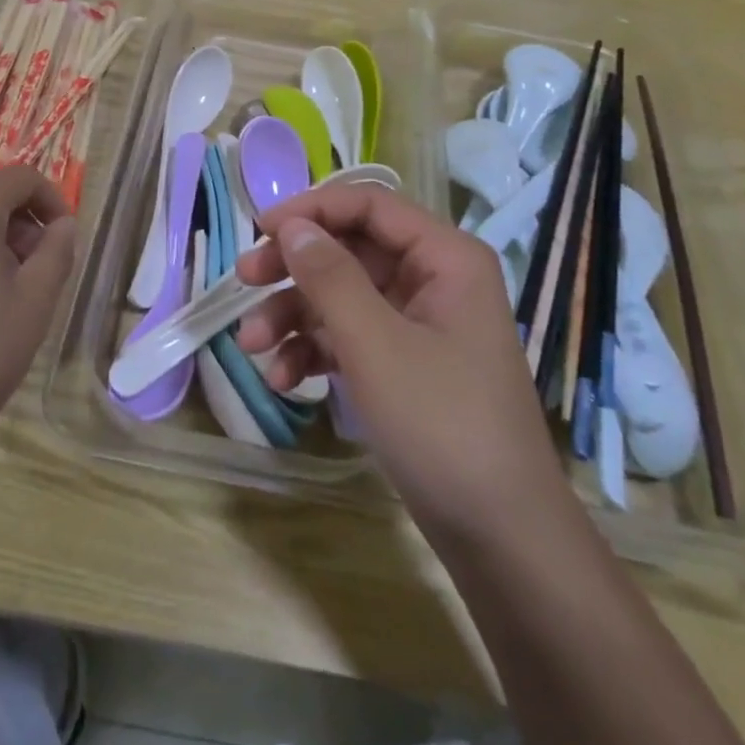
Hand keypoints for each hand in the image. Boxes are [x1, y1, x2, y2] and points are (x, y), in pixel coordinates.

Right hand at [235, 186, 565, 543]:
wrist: (502, 540)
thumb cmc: (443, 425)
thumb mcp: (375, 345)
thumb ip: (330, 277)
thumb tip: (292, 225)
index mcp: (445, 258)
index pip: (369, 204)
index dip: (312, 209)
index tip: (259, 230)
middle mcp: (433, 280)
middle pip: (349, 250)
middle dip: (294, 268)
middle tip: (243, 280)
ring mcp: (418, 325)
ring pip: (342, 297)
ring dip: (293, 316)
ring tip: (250, 346)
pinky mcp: (404, 366)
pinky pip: (350, 338)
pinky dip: (313, 351)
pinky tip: (281, 379)